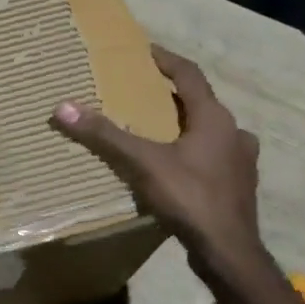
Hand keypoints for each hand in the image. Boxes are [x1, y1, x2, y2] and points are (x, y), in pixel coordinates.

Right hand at [51, 44, 266, 288]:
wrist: (229, 251)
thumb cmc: (190, 198)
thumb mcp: (143, 163)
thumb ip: (105, 135)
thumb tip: (63, 108)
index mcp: (215, 118)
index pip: (190, 75)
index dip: (167, 61)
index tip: (145, 51)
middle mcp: (234, 133)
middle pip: (201, 103)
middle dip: (172, 96)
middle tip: (143, 93)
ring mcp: (241, 161)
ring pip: (210, 132)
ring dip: (185, 125)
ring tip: (157, 130)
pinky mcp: (238, 186)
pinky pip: (213, 157)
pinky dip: (193, 152)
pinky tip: (176, 167)